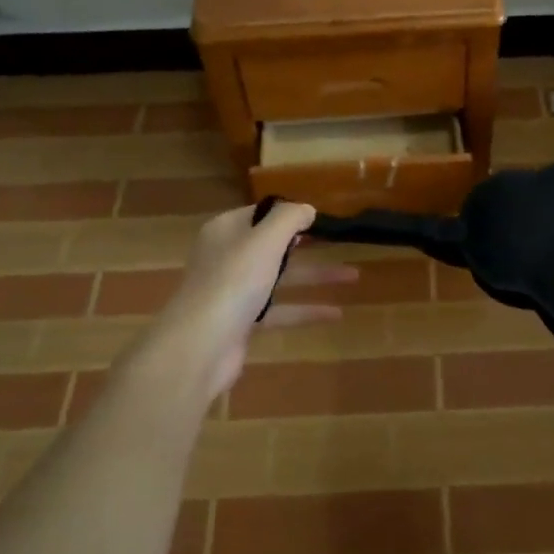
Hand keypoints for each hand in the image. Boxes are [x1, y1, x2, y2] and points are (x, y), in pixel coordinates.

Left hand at [142, 203, 357, 401]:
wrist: (200, 345)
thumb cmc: (233, 281)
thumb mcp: (265, 239)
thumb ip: (289, 218)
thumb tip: (307, 209)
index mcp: (227, 230)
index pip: (261, 213)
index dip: (290, 212)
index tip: (322, 217)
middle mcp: (228, 256)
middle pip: (273, 245)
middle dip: (308, 244)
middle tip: (338, 241)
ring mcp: (234, 291)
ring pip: (281, 277)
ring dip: (316, 276)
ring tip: (354, 275)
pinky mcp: (242, 322)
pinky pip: (280, 310)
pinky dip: (306, 310)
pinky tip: (336, 314)